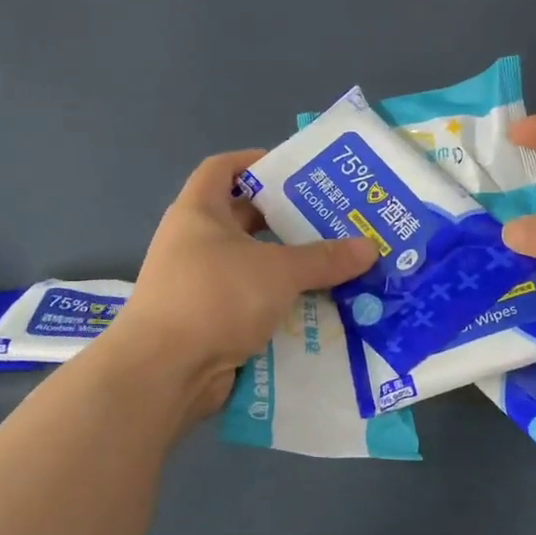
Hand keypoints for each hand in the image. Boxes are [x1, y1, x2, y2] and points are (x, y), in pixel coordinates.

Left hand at [107, 150, 378, 420]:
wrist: (165, 372)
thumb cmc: (215, 298)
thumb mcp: (277, 271)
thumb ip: (324, 259)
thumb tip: (370, 247)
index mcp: (199, 213)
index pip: (223, 169)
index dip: (257, 162)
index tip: (298, 171)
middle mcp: (196, 244)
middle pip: (246, 220)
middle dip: (289, 221)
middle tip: (335, 222)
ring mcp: (202, 285)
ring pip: (255, 266)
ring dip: (291, 268)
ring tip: (338, 266)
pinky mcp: (212, 322)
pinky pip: (254, 303)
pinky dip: (282, 304)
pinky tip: (320, 309)